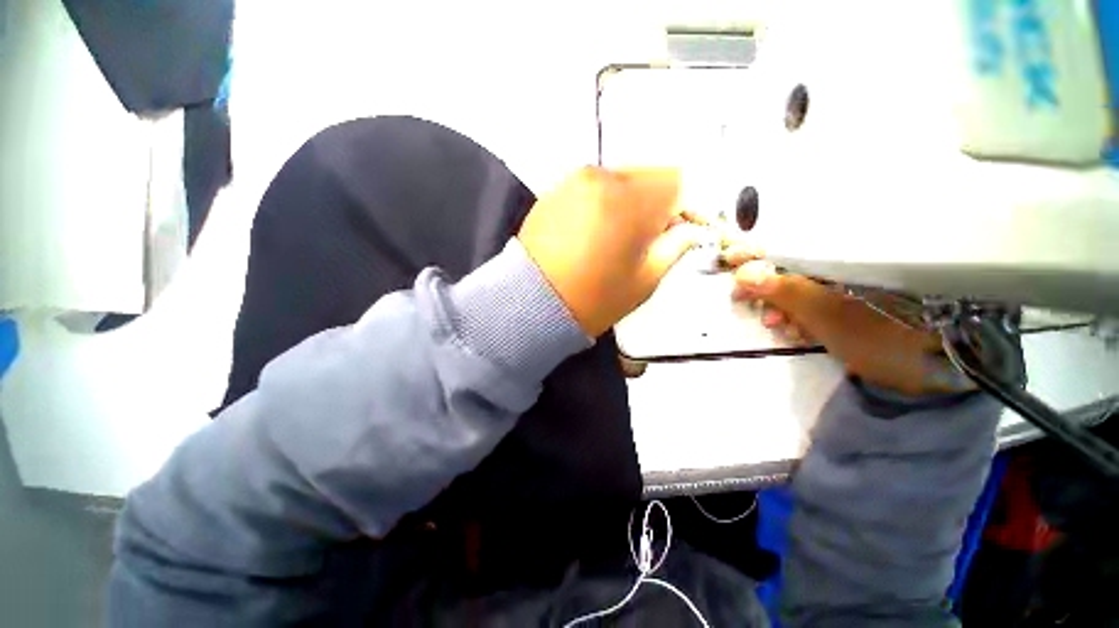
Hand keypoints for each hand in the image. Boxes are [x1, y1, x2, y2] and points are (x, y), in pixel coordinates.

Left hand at [518, 167, 703, 336]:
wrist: (533, 303)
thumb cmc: (594, 299)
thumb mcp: (645, 281)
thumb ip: (674, 247)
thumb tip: (688, 228)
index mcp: (630, 200)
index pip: (676, 182)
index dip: (681, 208)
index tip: (672, 232)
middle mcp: (601, 178)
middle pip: (646, 177)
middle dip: (653, 204)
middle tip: (642, 239)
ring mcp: (573, 181)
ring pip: (619, 180)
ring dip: (627, 203)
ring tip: (612, 239)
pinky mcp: (553, 191)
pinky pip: (591, 188)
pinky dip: (601, 204)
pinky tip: (589, 234)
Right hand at [726, 248, 969, 396]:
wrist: (937, 370)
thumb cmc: (885, 336)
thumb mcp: (829, 315)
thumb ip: (786, 291)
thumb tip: (743, 273)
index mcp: (844, 255)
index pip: (791, 241)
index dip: (758, 251)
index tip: (731, 262)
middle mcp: (846, 262)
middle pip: (791, 264)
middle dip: (765, 286)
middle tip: (746, 303)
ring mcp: (850, 282)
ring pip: (800, 285)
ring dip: (779, 305)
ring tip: (774, 326)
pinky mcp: (852, 301)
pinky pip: (814, 301)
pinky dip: (799, 315)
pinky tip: (795, 330)